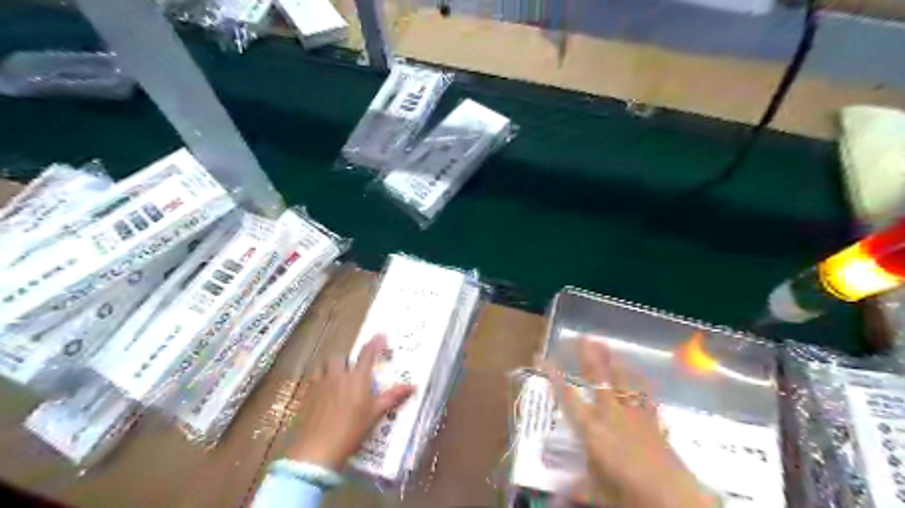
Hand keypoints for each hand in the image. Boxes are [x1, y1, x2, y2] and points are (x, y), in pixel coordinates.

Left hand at [285, 334, 412, 472]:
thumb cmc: (352, 430)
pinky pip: (314, 378)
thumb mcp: (375, 414)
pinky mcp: (307, 394)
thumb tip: (412, 386)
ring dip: (332, 366)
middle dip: (348, 358)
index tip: (381, 335)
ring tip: (337, 376)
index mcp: (357, 378)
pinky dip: (321, 379)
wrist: (318, 449)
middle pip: (341, 356)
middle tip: (354, 368)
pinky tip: (324, 391)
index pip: (367, 354)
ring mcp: (321, 383)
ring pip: (325, 365)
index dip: (374, 343)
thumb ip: (392, 397)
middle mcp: (338, 375)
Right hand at [544, 337, 722, 507]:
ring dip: (613, 360)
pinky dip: (638, 380)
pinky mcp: (652, 420)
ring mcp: (633, 414)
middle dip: (588, 356)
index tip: (541, 357)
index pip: (567, 397)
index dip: (553, 375)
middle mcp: (611, 415)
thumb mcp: (598, 495)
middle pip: (597, 378)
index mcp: (592, 430)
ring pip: (622, 380)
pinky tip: (636, 372)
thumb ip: (577, 488)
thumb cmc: (630, 495)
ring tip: (606, 344)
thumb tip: (553, 497)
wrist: (675, 499)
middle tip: (582, 337)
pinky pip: (644, 394)